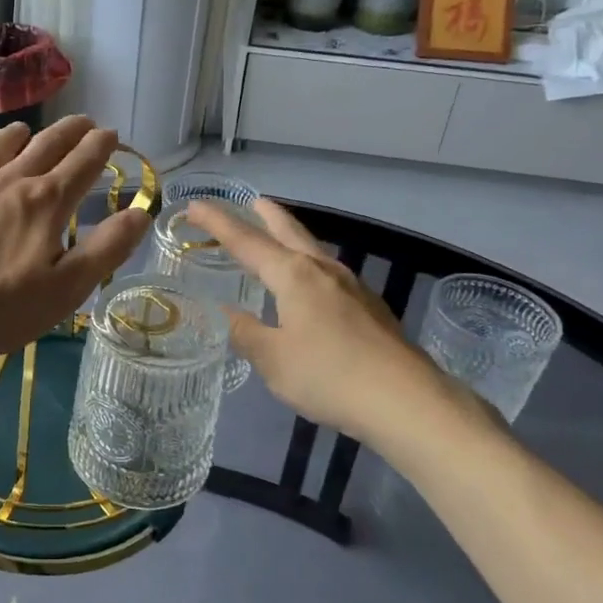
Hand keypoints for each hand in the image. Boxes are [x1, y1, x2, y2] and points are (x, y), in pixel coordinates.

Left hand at [0, 117, 150, 371]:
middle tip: (84, 121)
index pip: (82, 164)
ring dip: (14, 136)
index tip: (111, 133)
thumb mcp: (64, 289)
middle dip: (68, 132)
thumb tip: (141, 212)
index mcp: (44, 203)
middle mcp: (6, 182)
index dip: (100, 147)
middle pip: (44, 146)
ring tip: (24, 129)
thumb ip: (106, 249)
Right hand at [185, 198, 499, 461]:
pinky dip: (308, 263)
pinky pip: (328, 272)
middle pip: (288, 231)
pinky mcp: (369, 306)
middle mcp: (322, 270)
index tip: (195, 204)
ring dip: (291, 236)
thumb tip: (228, 314)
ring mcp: (351, 286)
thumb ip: (247, 333)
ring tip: (278, 235)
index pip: (246, 241)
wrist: (407, 401)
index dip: (218, 223)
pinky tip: (310, 284)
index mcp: (293, 275)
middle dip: (266, 215)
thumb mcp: (274, 361)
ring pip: (312, 249)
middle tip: (251, 201)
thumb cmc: (330, 376)